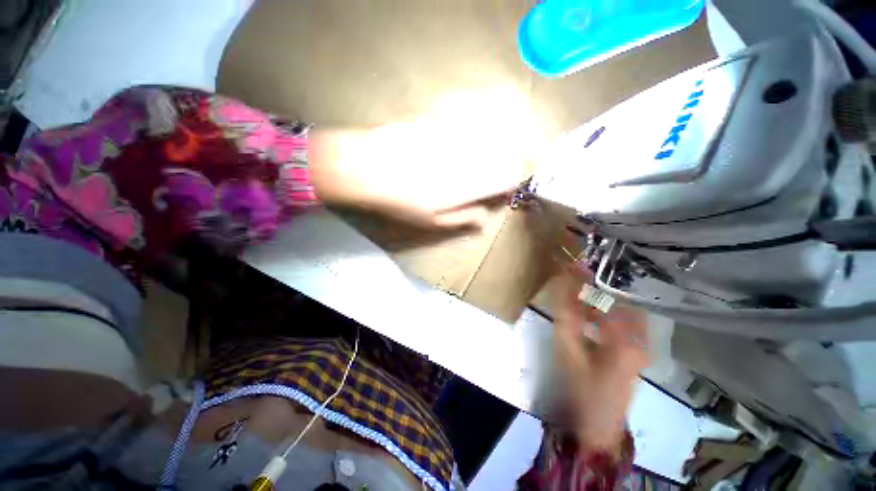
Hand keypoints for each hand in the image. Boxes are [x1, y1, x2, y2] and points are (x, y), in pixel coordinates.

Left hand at [308, 89, 543, 229]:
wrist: (365, 168)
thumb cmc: (401, 202)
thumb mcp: (434, 222)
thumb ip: (464, 218)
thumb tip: (486, 219)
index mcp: (471, 182)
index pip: (509, 175)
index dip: (515, 180)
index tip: (511, 185)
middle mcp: (469, 154)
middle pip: (506, 149)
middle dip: (515, 154)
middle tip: (513, 161)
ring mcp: (454, 134)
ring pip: (490, 128)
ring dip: (501, 134)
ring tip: (503, 138)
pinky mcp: (438, 120)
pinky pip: (467, 114)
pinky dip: (478, 116)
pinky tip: (475, 120)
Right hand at [552, 265, 649, 455]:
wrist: (600, 422)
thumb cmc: (582, 386)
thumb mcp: (568, 349)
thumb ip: (566, 314)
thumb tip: (563, 283)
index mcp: (625, 339)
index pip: (605, 297)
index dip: (586, 279)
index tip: (571, 263)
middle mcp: (640, 336)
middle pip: (617, 298)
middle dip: (594, 284)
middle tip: (572, 272)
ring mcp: (641, 342)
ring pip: (620, 307)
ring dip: (598, 296)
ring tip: (576, 288)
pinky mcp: (636, 347)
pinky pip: (620, 319)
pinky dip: (602, 309)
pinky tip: (586, 311)